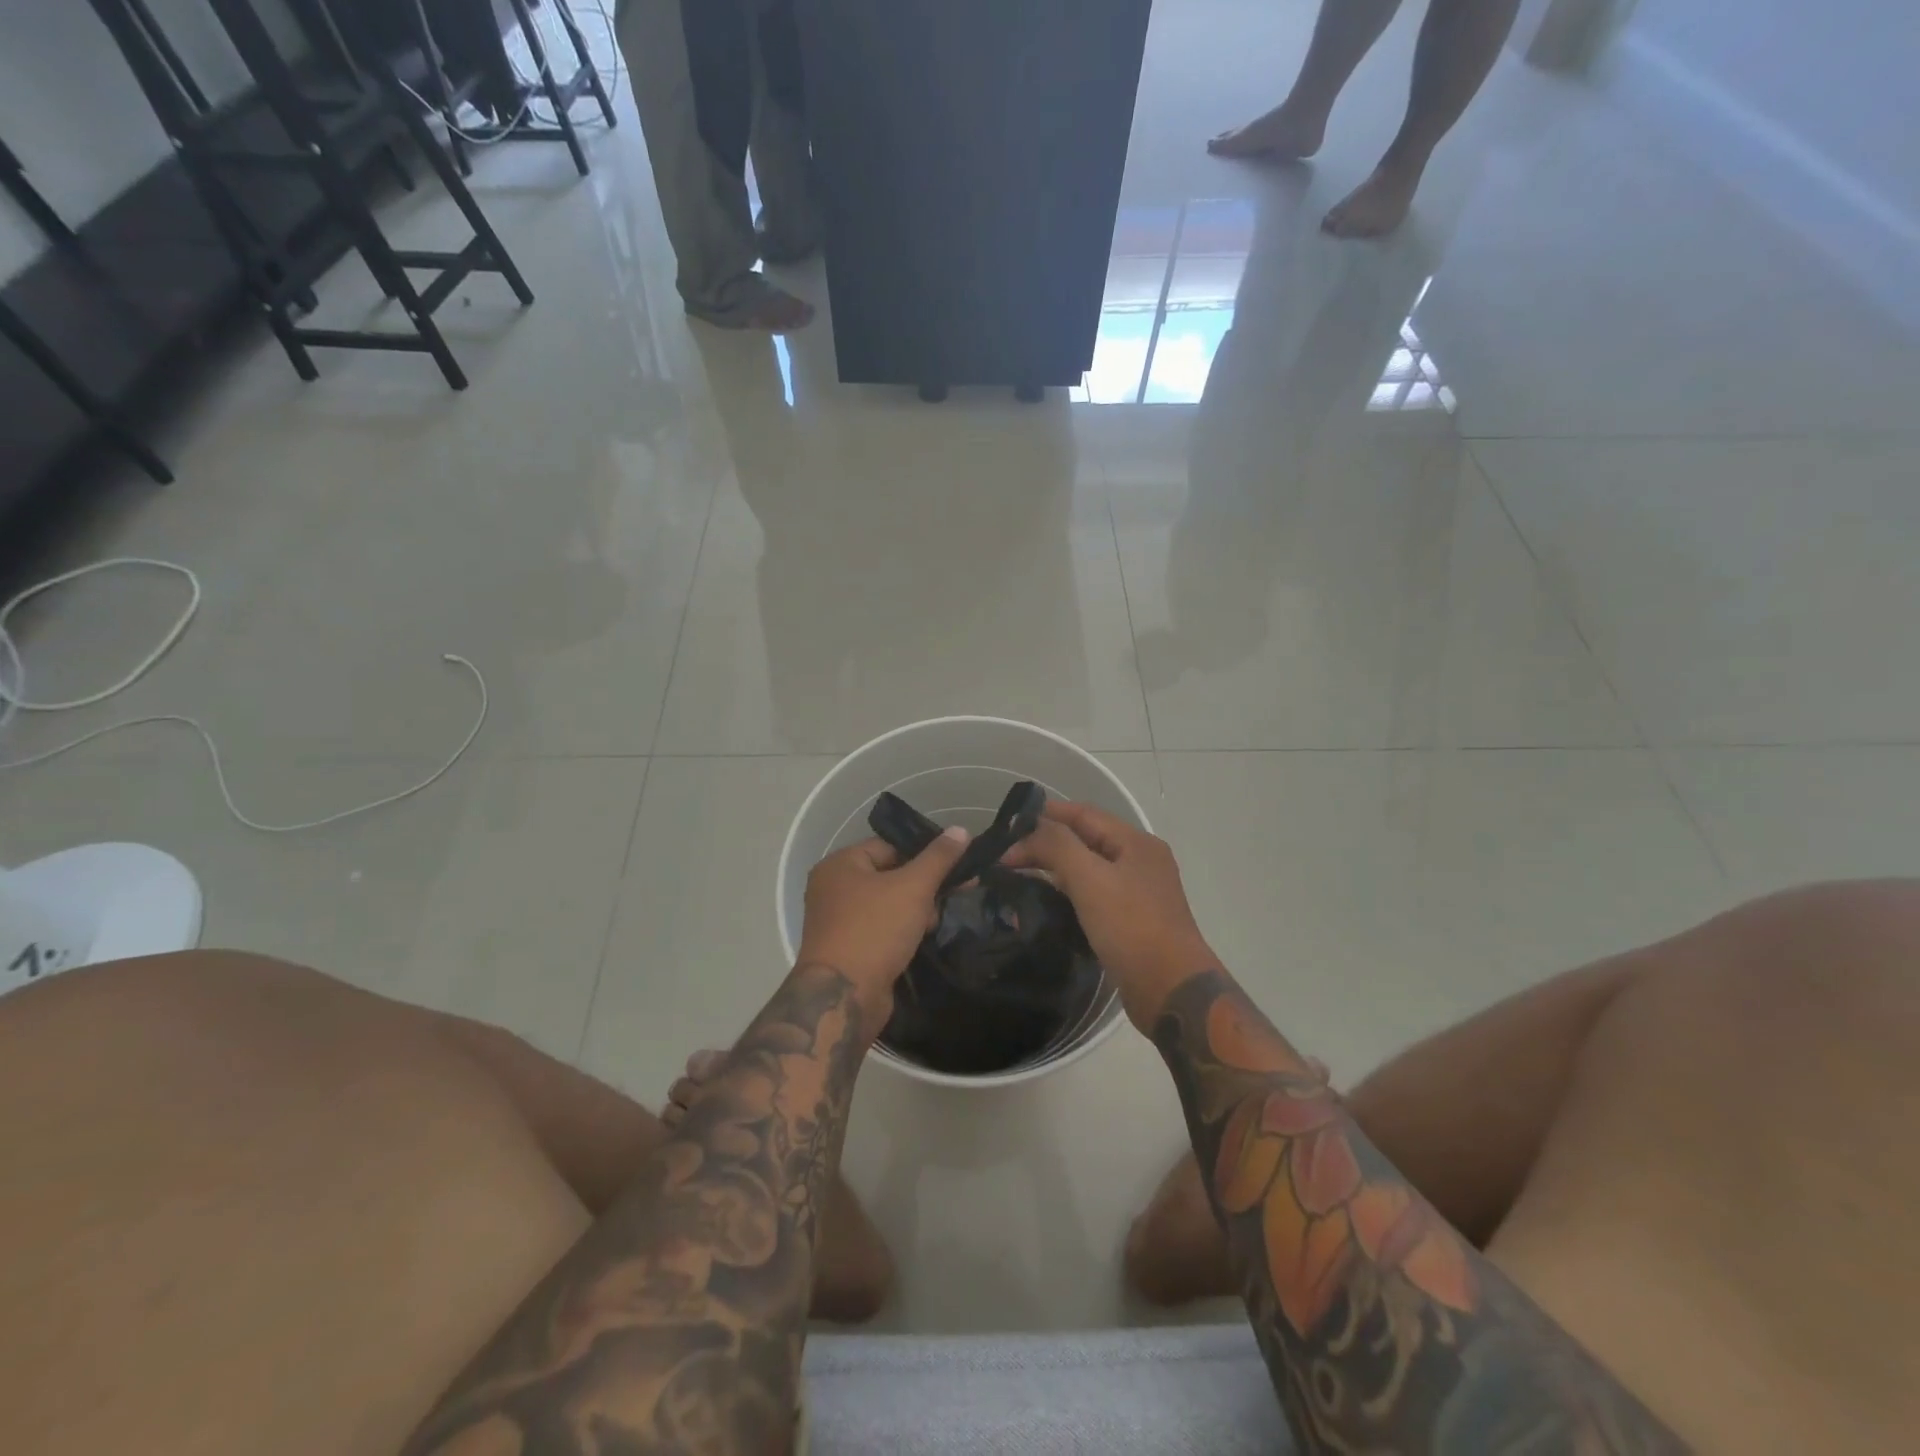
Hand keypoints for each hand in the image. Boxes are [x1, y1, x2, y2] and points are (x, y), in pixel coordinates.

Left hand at [795, 828, 969, 1036]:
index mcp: (840, 865)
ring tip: (935, 924)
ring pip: (887, 905)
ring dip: (914, 912)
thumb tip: (961, 829)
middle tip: (951, 898)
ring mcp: (837, 921)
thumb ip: (939, 858)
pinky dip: (901, 932)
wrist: (844, 996)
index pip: (889, 846)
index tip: (955, 868)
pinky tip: (922, 941)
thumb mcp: (913, 887)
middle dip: (922, 888)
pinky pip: (881, 929)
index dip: (923, 855)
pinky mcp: (847, 950)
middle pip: (889, 875)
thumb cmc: (875, 929)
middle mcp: (832, 889)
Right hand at [1002, 801, 1216, 1030]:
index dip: (1045, 814)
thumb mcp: (1090, 879)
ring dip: (1055, 867)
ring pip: (1088, 868)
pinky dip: (1068, 891)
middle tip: (1005, 856)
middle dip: (1046, 843)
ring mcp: (1138, 892)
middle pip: (1085, 839)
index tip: (1008, 825)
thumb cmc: (1132, 927)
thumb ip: (1058, 846)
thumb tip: (1029, 831)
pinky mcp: (1132, 921)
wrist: (1171, 991)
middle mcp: (1140, 861)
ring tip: (1017, 875)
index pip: (1084, 814)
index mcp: (1136, 842)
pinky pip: (1094, 894)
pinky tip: (1046, 901)